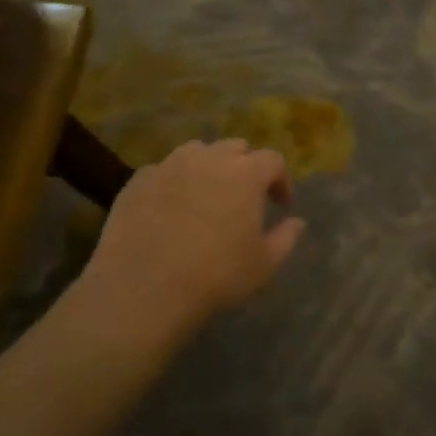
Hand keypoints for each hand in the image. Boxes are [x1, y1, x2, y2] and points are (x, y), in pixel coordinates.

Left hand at [67, 139, 305, 347]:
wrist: (144, 288)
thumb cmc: (215, 276)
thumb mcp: (263, 265)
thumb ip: (285, 238)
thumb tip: (296, 222)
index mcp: (246, 173)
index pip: (273, 161)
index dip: (281, 181)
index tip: (281, 206)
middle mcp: (210, 159)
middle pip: (235, 148)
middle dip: (246, 166)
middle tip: (245, 196)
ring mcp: (170, 165)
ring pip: (197, 151)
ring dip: (209, 166)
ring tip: (207, 194)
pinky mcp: (138, 180)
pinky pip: (163, 170)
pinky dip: (174, 181)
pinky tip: (170, 207)